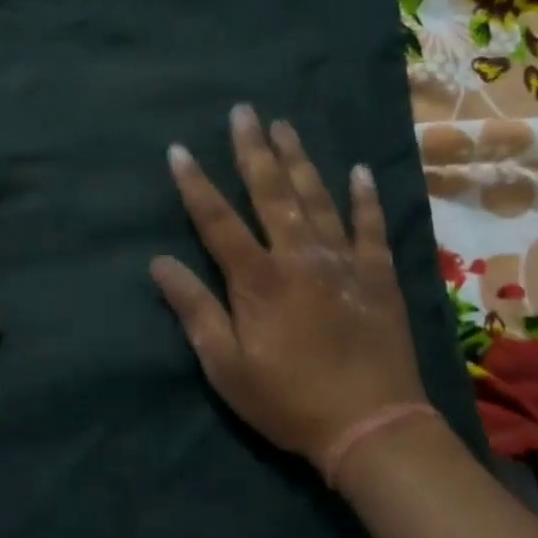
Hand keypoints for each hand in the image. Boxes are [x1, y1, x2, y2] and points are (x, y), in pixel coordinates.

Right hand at [151, 105, 428, 482]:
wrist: (371, 427)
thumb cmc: (288, 400)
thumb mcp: (226, 366)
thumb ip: (195, 309)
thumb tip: (160, 263)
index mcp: (259, 280)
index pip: (218, 221)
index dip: (196, 185)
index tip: (179, 150)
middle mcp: (300, 257)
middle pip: (272, 194)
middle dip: (253, 150)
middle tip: (244, 111)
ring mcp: (344, 262)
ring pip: (318, 198)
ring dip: (299, 160)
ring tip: (285, 125)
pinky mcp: (378, 276)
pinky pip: (371, 227)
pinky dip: (365, 198)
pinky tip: (359, 171)